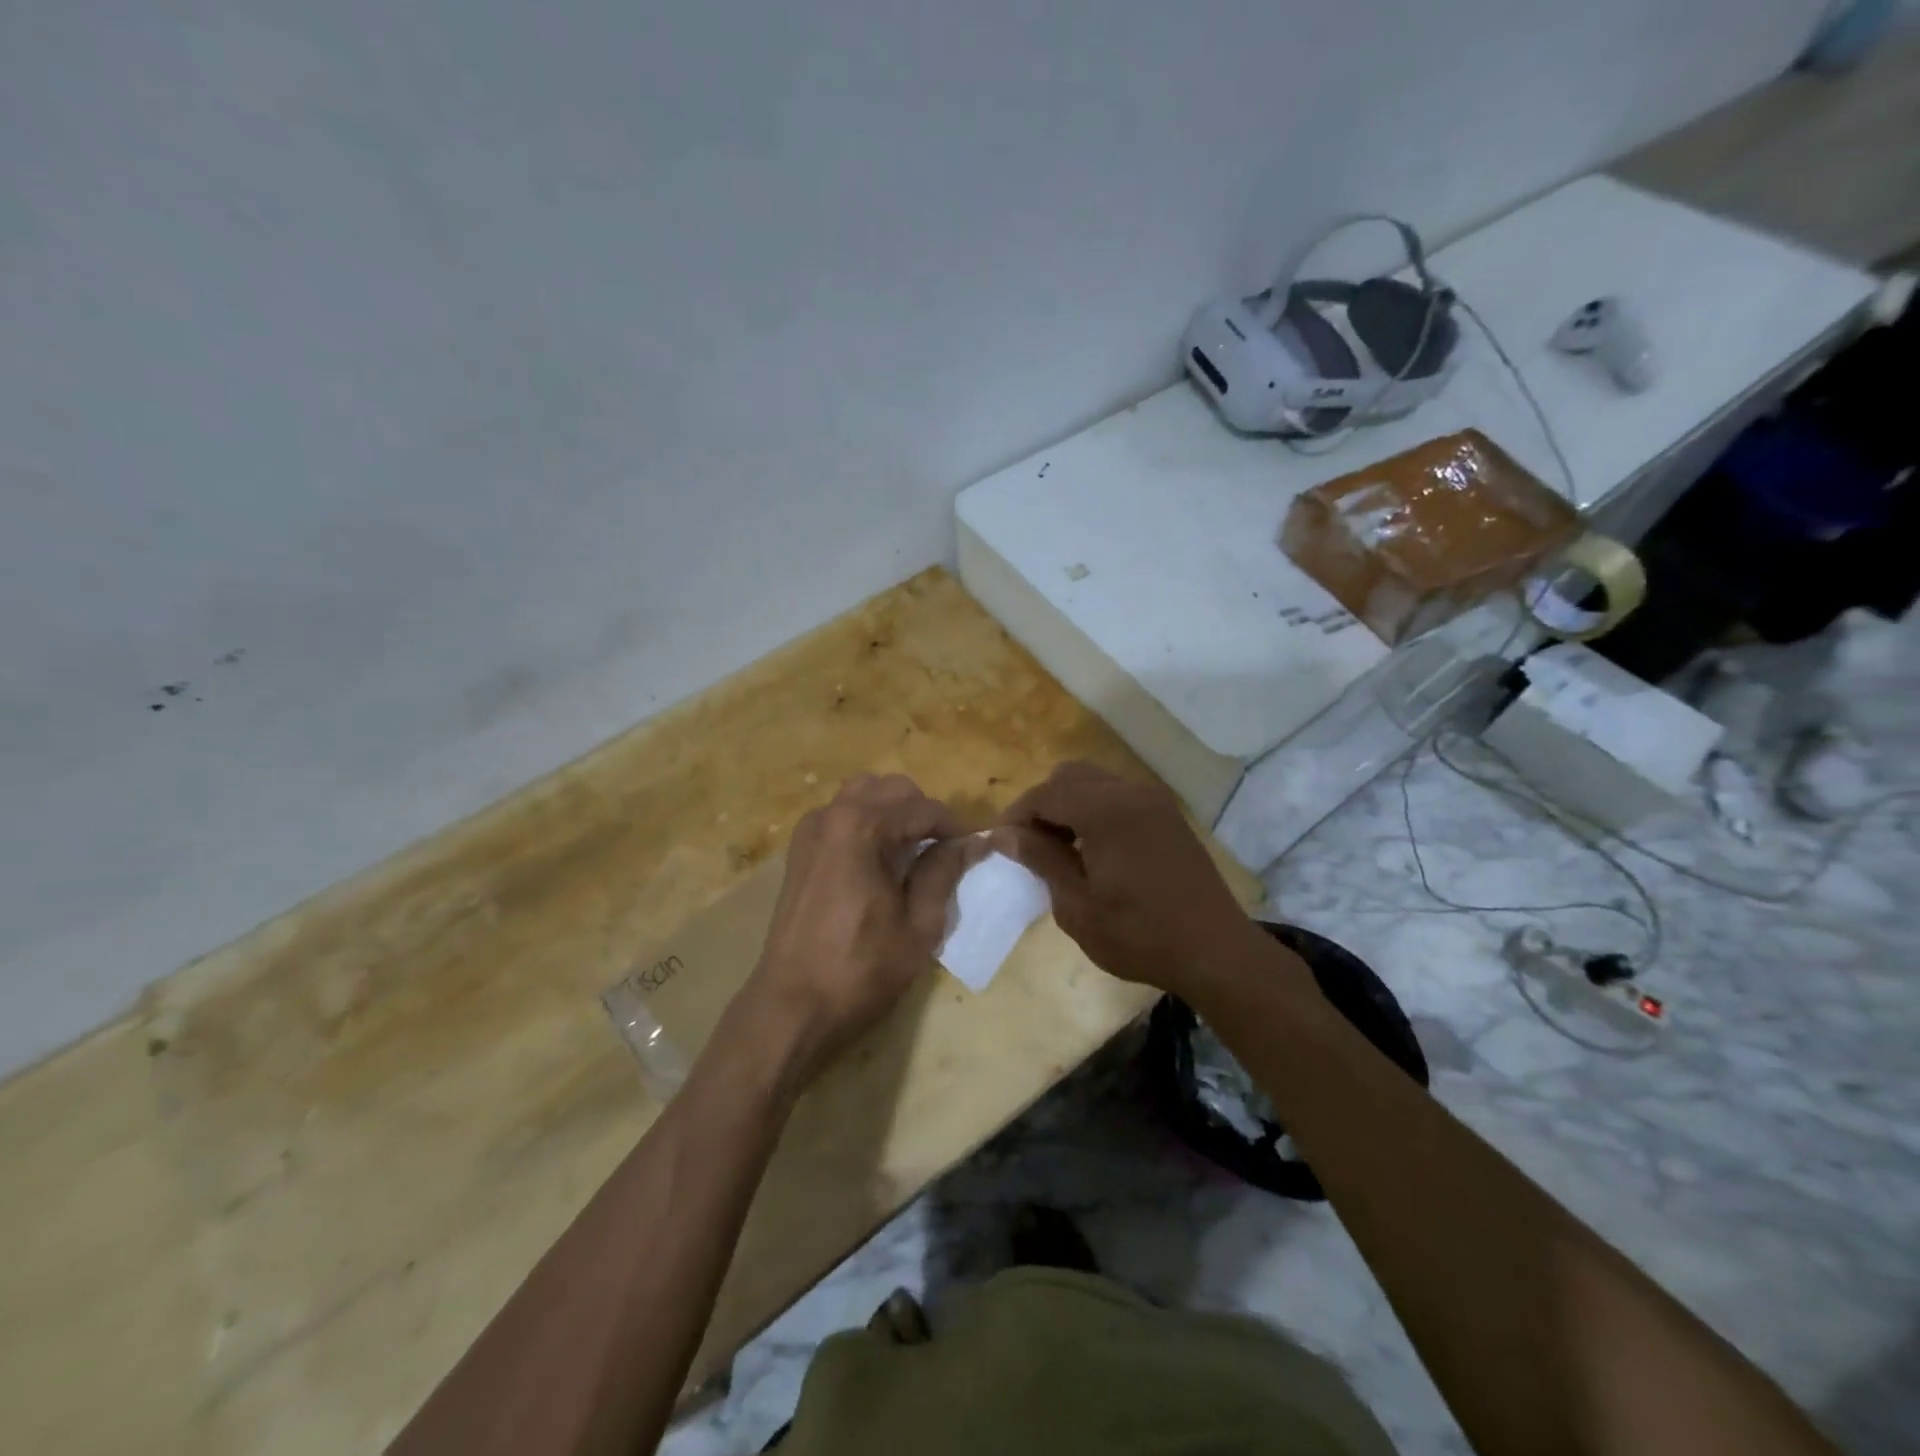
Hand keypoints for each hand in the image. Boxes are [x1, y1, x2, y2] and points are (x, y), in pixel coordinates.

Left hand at [737, 773, 980, 1088]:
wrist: (791, 1006)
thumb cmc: (861, 970)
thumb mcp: (918, 925)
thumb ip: (944, 873)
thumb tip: (971, 843)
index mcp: (862, 826)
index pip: (924, 808)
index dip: (955, 828)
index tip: (974, 851)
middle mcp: (832, 814)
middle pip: (892, 789)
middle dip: (923, 813)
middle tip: (943, 852)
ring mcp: (810, 830)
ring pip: (864, 795)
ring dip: (894, 813)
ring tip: (912, 853)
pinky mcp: (799, 850)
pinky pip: (841, 815)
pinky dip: (867, 823)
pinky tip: (878, 862)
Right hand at [990, 762, 1267, 1000]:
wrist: (1215, 951)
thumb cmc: (1139, 935)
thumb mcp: (1077, 905)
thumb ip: (1041, 859)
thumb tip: (1005, 833)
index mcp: (1106, 810)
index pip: (1045, 794)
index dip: (1016, 816)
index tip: (1000, 844)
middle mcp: (1130, 792)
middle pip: (1069, 777)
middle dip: (1042, 804)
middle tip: (1029, 845)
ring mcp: (1154, 801)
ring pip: (1095, 782)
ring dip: (1069, 805)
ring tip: (1058, 848)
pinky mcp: (1167, 815)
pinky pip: (1118, 796)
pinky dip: (1094, 810)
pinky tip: (1092, 849)